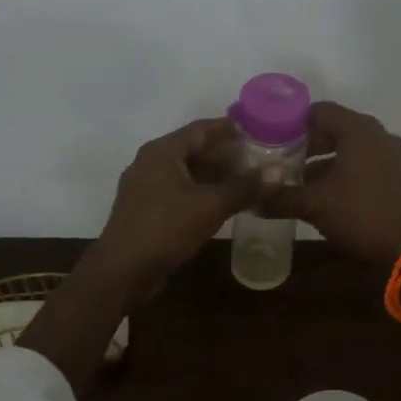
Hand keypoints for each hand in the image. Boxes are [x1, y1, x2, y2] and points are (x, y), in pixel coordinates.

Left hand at [88, 117, 256, 303]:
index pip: (202, 128)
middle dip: (227, 153)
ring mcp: (147, 186)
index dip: (232, 127)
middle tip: (261, 157)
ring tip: (250, 179)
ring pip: (189, 171)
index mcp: (162, 151)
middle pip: (195, 149)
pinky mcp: (148, 208)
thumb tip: (279, 171)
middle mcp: (151, 162)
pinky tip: (226, 201)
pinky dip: (204, 191)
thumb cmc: (164, 229)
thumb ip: (244, 187)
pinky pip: (181, 190)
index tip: (260, 129)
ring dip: (217, 174)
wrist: (121, 272)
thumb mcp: (210, 206)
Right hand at [259, 102, 400, 266]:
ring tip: (297, 178)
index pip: (321, 111)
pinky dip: (342, 171)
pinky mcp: (396, 176)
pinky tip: (323, 193)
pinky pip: (363, 163)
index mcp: (360, 131)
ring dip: (324, 160)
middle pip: (335, 128)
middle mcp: (378, 136)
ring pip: (349, 148)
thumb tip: (253, 199)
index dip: (294, 122)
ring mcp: (391, 156)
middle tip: (281, 158)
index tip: (271, 136)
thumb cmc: (360, 215)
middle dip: (307, 143)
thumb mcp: (314, 205)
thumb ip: (281, 197)